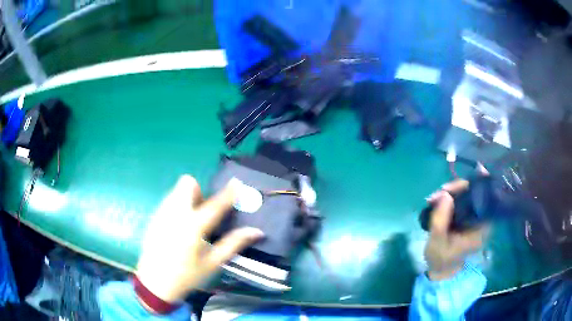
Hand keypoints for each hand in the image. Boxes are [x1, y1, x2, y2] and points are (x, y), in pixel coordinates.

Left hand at [135, 175, 263, 304]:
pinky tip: (179, 228)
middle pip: (187, 183)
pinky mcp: (154, 217)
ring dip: (187, 198)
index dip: (228, 193)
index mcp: (193, 227)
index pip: (215, 205)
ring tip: (192, 220)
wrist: (155, 282)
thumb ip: (233, 244)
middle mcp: (175, 214)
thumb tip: (257, 231)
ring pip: (176, 191)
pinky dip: (177, 206)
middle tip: (204, 209)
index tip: (236, 182)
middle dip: (198, 190)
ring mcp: (162, 214)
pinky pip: (168, 201)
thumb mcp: (213, 263)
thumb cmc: (187, 275)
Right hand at [424, 180, 489, 280]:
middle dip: (458, 189)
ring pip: (469, 195)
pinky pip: (464, 201)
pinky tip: (440, 200)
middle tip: (440, 192)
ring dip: (453, 192)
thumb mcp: (437, 242)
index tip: (460, 182)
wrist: (441, 271)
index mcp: (482, 228)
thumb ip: (440, 219)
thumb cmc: (441, 260)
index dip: (475, 186)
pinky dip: (452, 198)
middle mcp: (483, 220)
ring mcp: (476, 219)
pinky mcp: (469, 218)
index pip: (484, 199)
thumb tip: (445, 194)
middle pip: (477, 193)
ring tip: (435, 198)